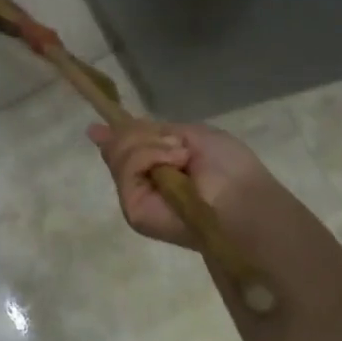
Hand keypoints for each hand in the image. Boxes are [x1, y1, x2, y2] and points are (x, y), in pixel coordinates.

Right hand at [87, 119, 273, 249]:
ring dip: (151, 146)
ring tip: (181, 157)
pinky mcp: (134, 211)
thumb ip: (145, 133)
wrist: (245, 199)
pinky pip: (127, 170)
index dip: (113, 137)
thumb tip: (97, 131)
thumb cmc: (229, 167)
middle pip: (117, 148)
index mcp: (157, 168)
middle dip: (141, 135)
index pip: (123, 150)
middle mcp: (142, 184)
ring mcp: (136, 198)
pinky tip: (173, 162)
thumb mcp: (187, 135)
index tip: (96, 129)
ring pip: (120, 156)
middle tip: (176, 145)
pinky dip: (149, 157)